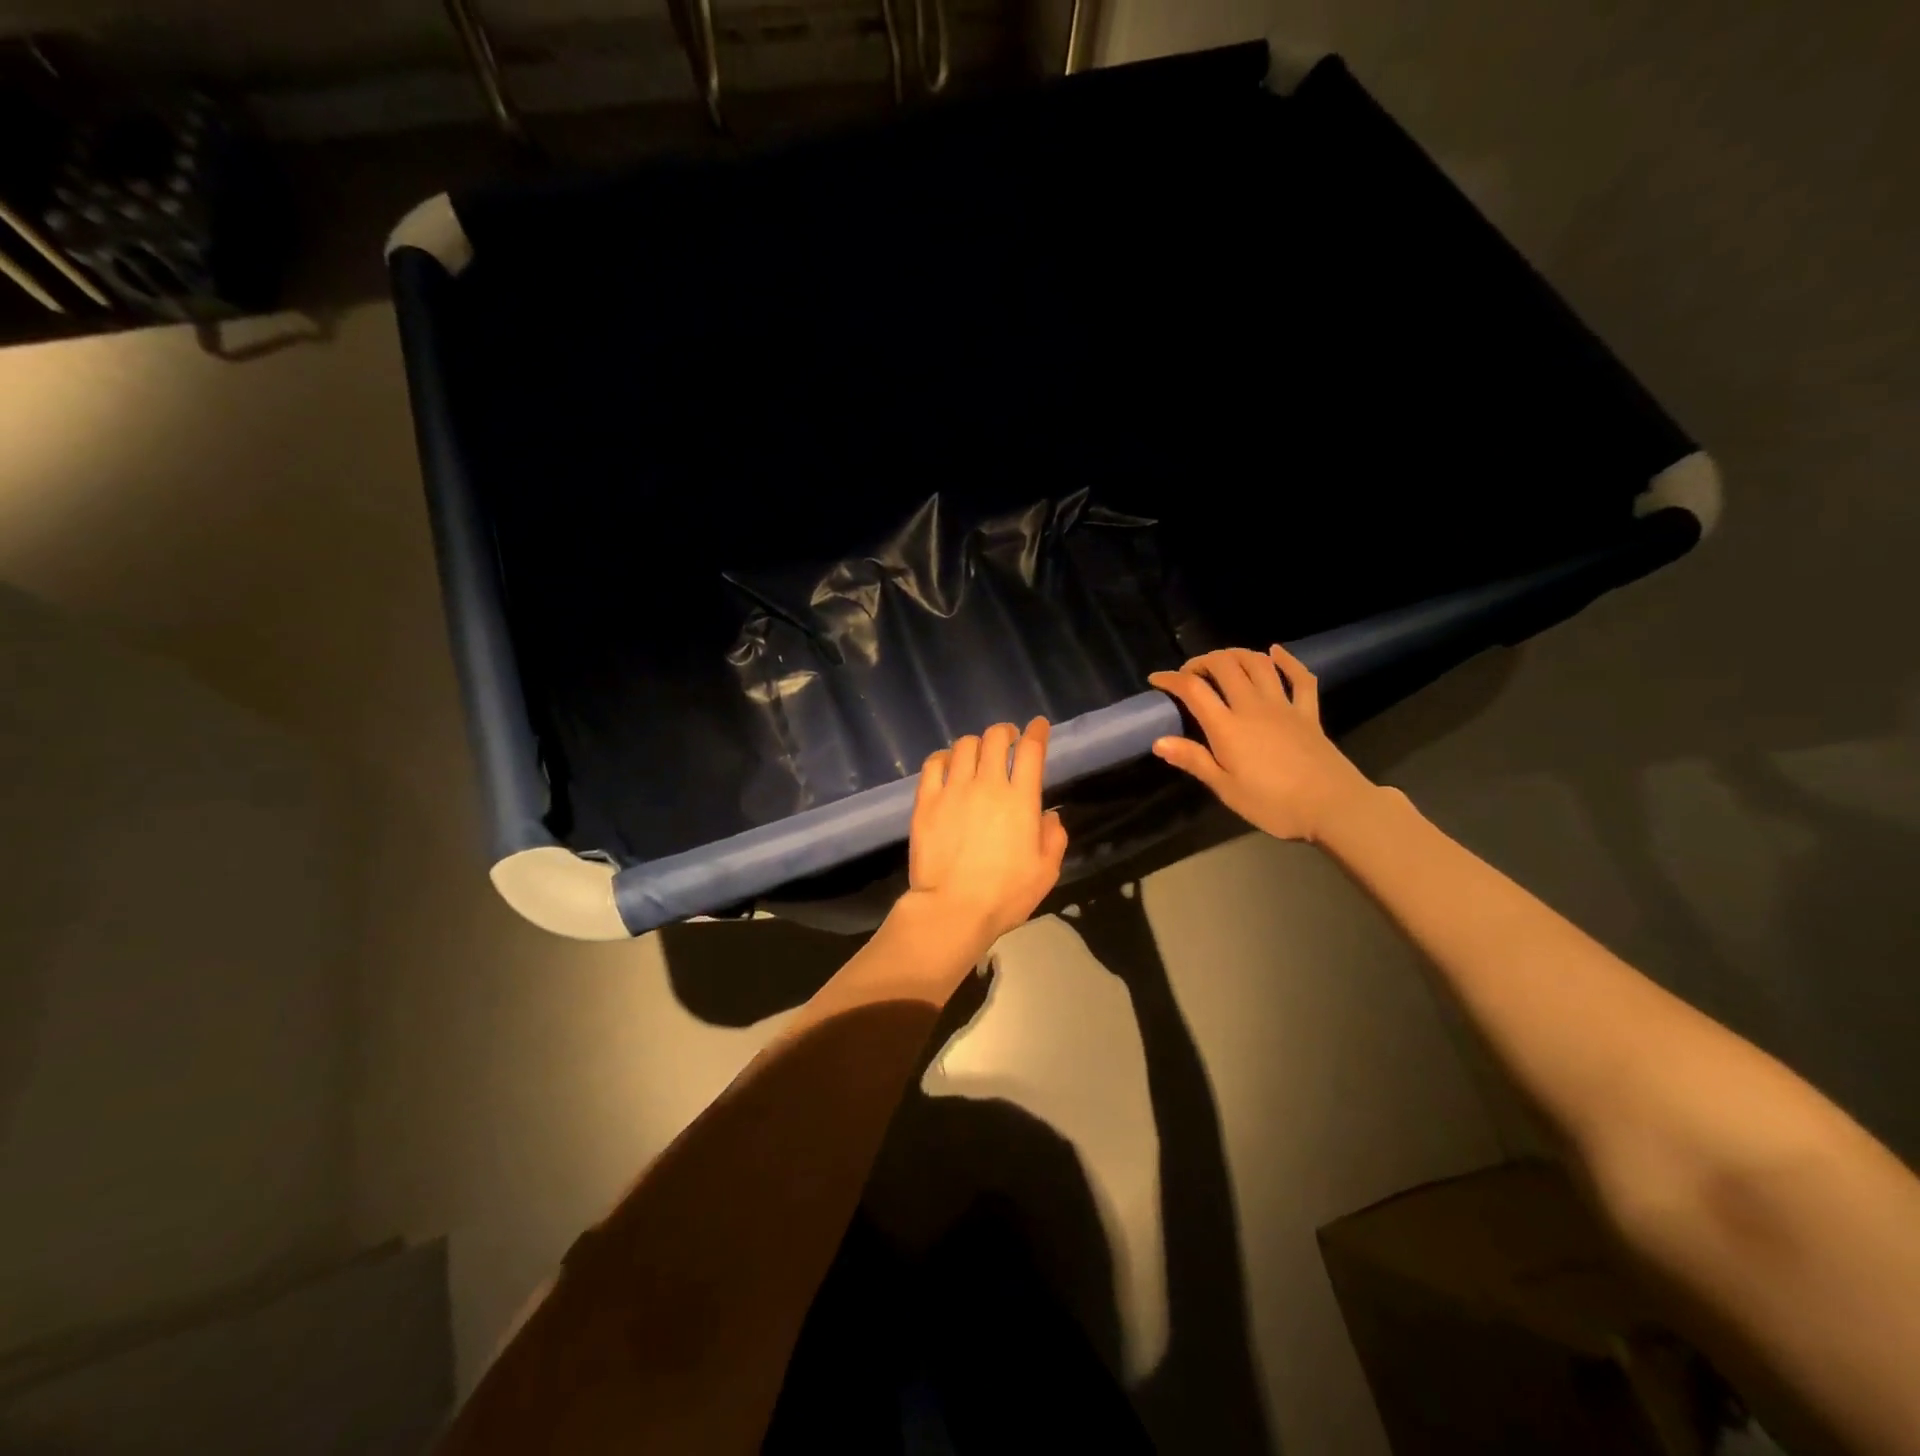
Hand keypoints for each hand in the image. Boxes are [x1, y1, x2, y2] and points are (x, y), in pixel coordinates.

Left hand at [899, 718, 1068, 964]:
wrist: (953, 909)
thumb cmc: (1005, 895)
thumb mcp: (1045, 872)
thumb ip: (1054, 838)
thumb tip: (1049, 816)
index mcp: (1021, 800)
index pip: (1031, 750)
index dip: (1036, 732)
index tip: (1037, 726)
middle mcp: (988, 785)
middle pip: (995, 738)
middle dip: (1005, 732)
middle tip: (1007, 740)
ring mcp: (954, 790)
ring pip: (965, 746)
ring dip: (976, 744)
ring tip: (978, 754)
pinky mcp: (926, 800)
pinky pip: (933, 763)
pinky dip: (944, 757)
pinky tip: (948, 764)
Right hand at [1148, 646, 1376, 841]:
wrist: (1333, 806)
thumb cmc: (1273, 804)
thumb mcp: (1226, 789)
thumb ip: (1193, 760)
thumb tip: (1159, 741)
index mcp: (1227, 727)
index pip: (1193, 690)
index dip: (1171, 679)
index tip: (1156, 680)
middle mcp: (1252, 706)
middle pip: (1224, 666)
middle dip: (1202, 661)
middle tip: (1190, 673)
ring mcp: (1284, 706)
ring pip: (1258, 664)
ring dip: (1237, 654)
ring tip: (1223, 661)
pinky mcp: (1308, 712)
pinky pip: (1300, 678)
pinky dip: (1287, 660)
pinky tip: (1276, 651)